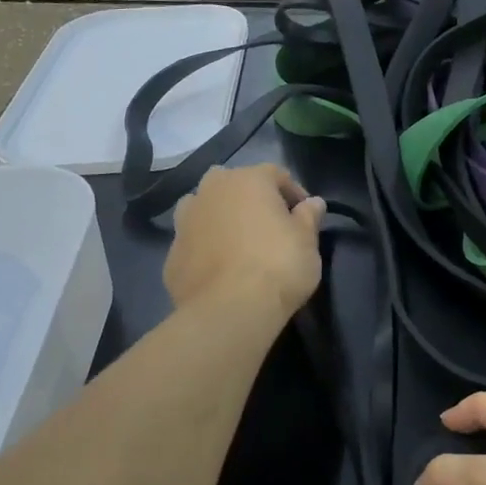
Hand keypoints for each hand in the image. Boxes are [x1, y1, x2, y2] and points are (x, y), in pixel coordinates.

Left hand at [165, 164, 324, 319]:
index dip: (294, 193)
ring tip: (238, 243)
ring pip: (204, 207)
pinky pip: (193, 241)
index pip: (276, 174)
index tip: (305, 215)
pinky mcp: (172, 253)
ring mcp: (185, 220)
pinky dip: (205, 247)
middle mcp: (212, 191)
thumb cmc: (278, 266)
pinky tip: (219, 269)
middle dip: (250, 199)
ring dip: (220, 217)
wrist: (230, 310)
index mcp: (248, 180)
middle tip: (268, 225)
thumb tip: (314, 203)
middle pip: (234, 184)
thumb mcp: (308, 241)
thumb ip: (309, 216)